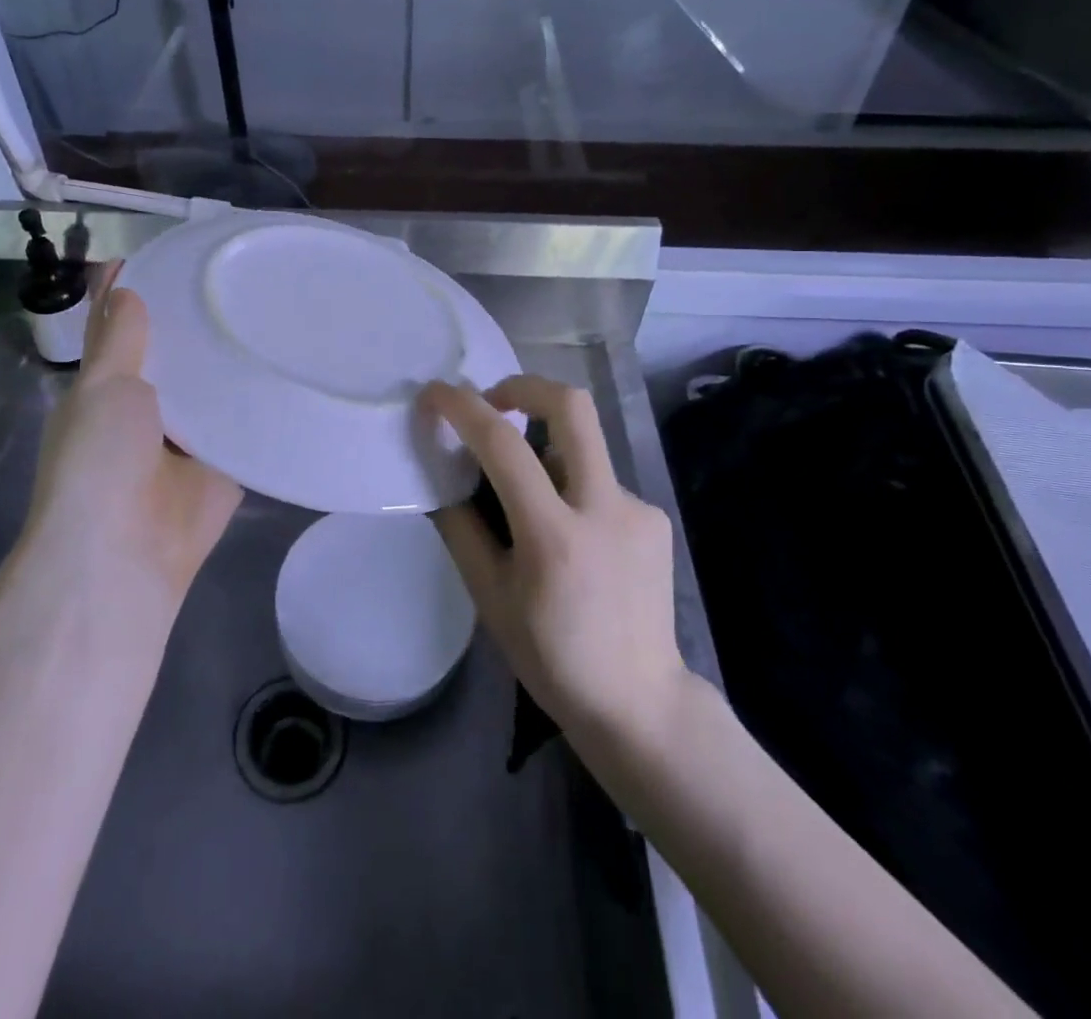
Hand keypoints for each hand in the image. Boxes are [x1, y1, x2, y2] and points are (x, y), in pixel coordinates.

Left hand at [23, 264, 242, 631]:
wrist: (125, 552)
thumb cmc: (98, 461)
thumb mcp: (102, 388)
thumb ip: (117, 339)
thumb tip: (123, 287)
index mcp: (106, 392)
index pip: (121, 331)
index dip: (136, 295)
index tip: (170, 254)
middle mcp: (146, 412)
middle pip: (174, 358)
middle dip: (196, 324)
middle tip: (238, 275)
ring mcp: (187, 441)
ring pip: (211, 390)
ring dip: (230, 362)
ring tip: (271, 307)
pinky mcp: (224, 466)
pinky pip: (244, 426)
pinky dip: (259, 404)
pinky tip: (289, 365)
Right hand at [425, 375, 684, 736]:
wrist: (640, 703)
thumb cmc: (551, 657)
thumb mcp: (489, 597)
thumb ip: (461, 527)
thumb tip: (439, 474)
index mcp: (555, 537)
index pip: (504, 446)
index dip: (463, 408)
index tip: (435, 394)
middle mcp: (605, 508)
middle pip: (572, 406)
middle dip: (525, 386)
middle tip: (493, 401)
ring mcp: (639, 509)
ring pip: (582, 448)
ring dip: (544, 452)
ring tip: (528, 506)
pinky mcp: (654, 518)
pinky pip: (599, 481)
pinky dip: (570, 488)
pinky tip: (570, 538)